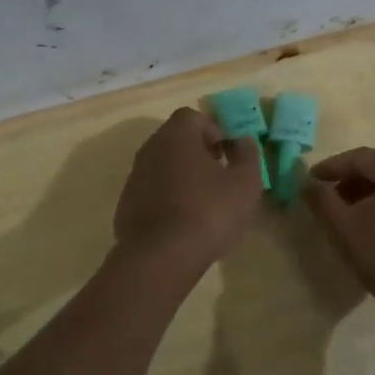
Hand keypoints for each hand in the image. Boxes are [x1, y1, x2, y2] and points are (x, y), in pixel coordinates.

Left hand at [113, 108, 264, 268]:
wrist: (160, 257)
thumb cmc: (208, 212)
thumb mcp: (245, 184)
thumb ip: (248, 155)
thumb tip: (243, 141)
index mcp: (176, 136)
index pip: (193, 117)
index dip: (214, 130)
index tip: (228, 153)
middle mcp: (150, 149)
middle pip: (176, 139)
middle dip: (199, 152)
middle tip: (220, 176)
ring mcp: (134, 177)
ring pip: (163, 165)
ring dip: (183, 175)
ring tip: (204, 202)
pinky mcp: (126, 204)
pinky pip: (152, 191)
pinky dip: (167, 197)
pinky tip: (183, 222)